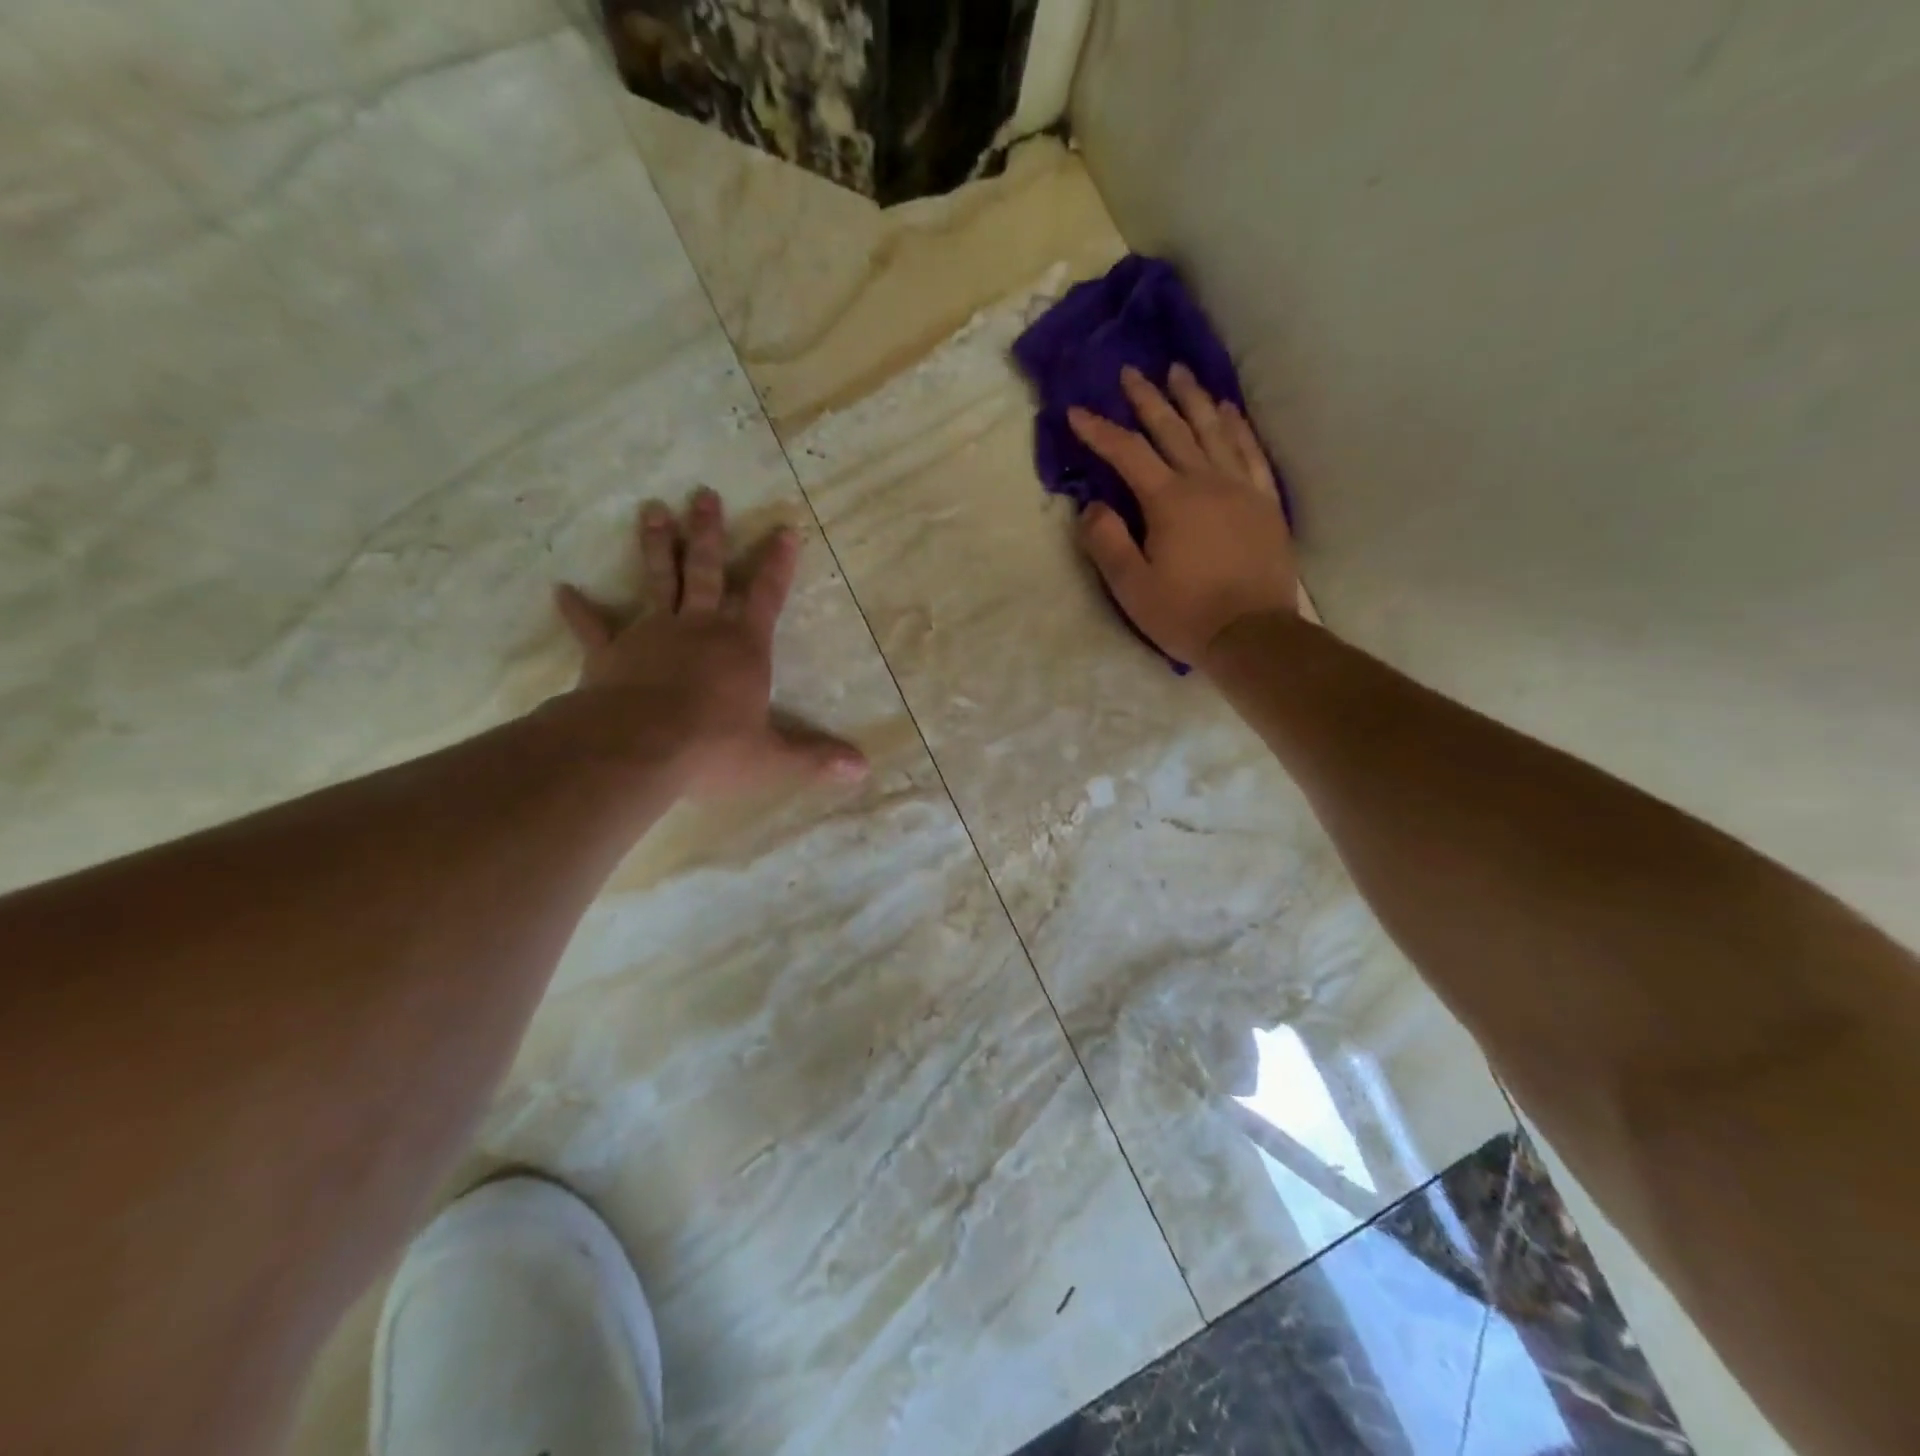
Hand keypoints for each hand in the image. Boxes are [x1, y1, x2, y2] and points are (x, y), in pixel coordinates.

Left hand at [552, 489, 868, 797]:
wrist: (637, 748)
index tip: (784, 529)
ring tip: (652, 509)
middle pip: (705, 570)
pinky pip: (594, 627)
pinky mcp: (611, 653)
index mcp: (742, 647)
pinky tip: (562, 590)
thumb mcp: (772, 759)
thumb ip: (815, 758)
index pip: (766, 596)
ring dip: (655, 545)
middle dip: (708, 533)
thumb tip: (863, 770)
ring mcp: (651, 634)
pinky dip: (579, 610)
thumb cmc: (712, 748)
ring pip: (656, 580)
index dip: (777, 564)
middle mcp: (699, 628)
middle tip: (704, 494)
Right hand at [1069, 365, 1296, 666]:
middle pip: (1173, 430)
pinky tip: (1229, 411)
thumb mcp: (1131, 587)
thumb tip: (1092, 506)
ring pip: (1215, 431)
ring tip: (1179, 373)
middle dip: (1147, 400)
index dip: (1100, 431)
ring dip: (1194, 399)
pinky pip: (1251, 453)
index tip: (1077, 412)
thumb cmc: (1185, 614)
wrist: (1252, 634)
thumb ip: (1106, 542)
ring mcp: (1241, 489)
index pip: (1128, 454)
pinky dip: (1238, 427)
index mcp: (1169, 501)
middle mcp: (1206, 482)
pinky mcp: (1265, 503)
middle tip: (1131, 373)